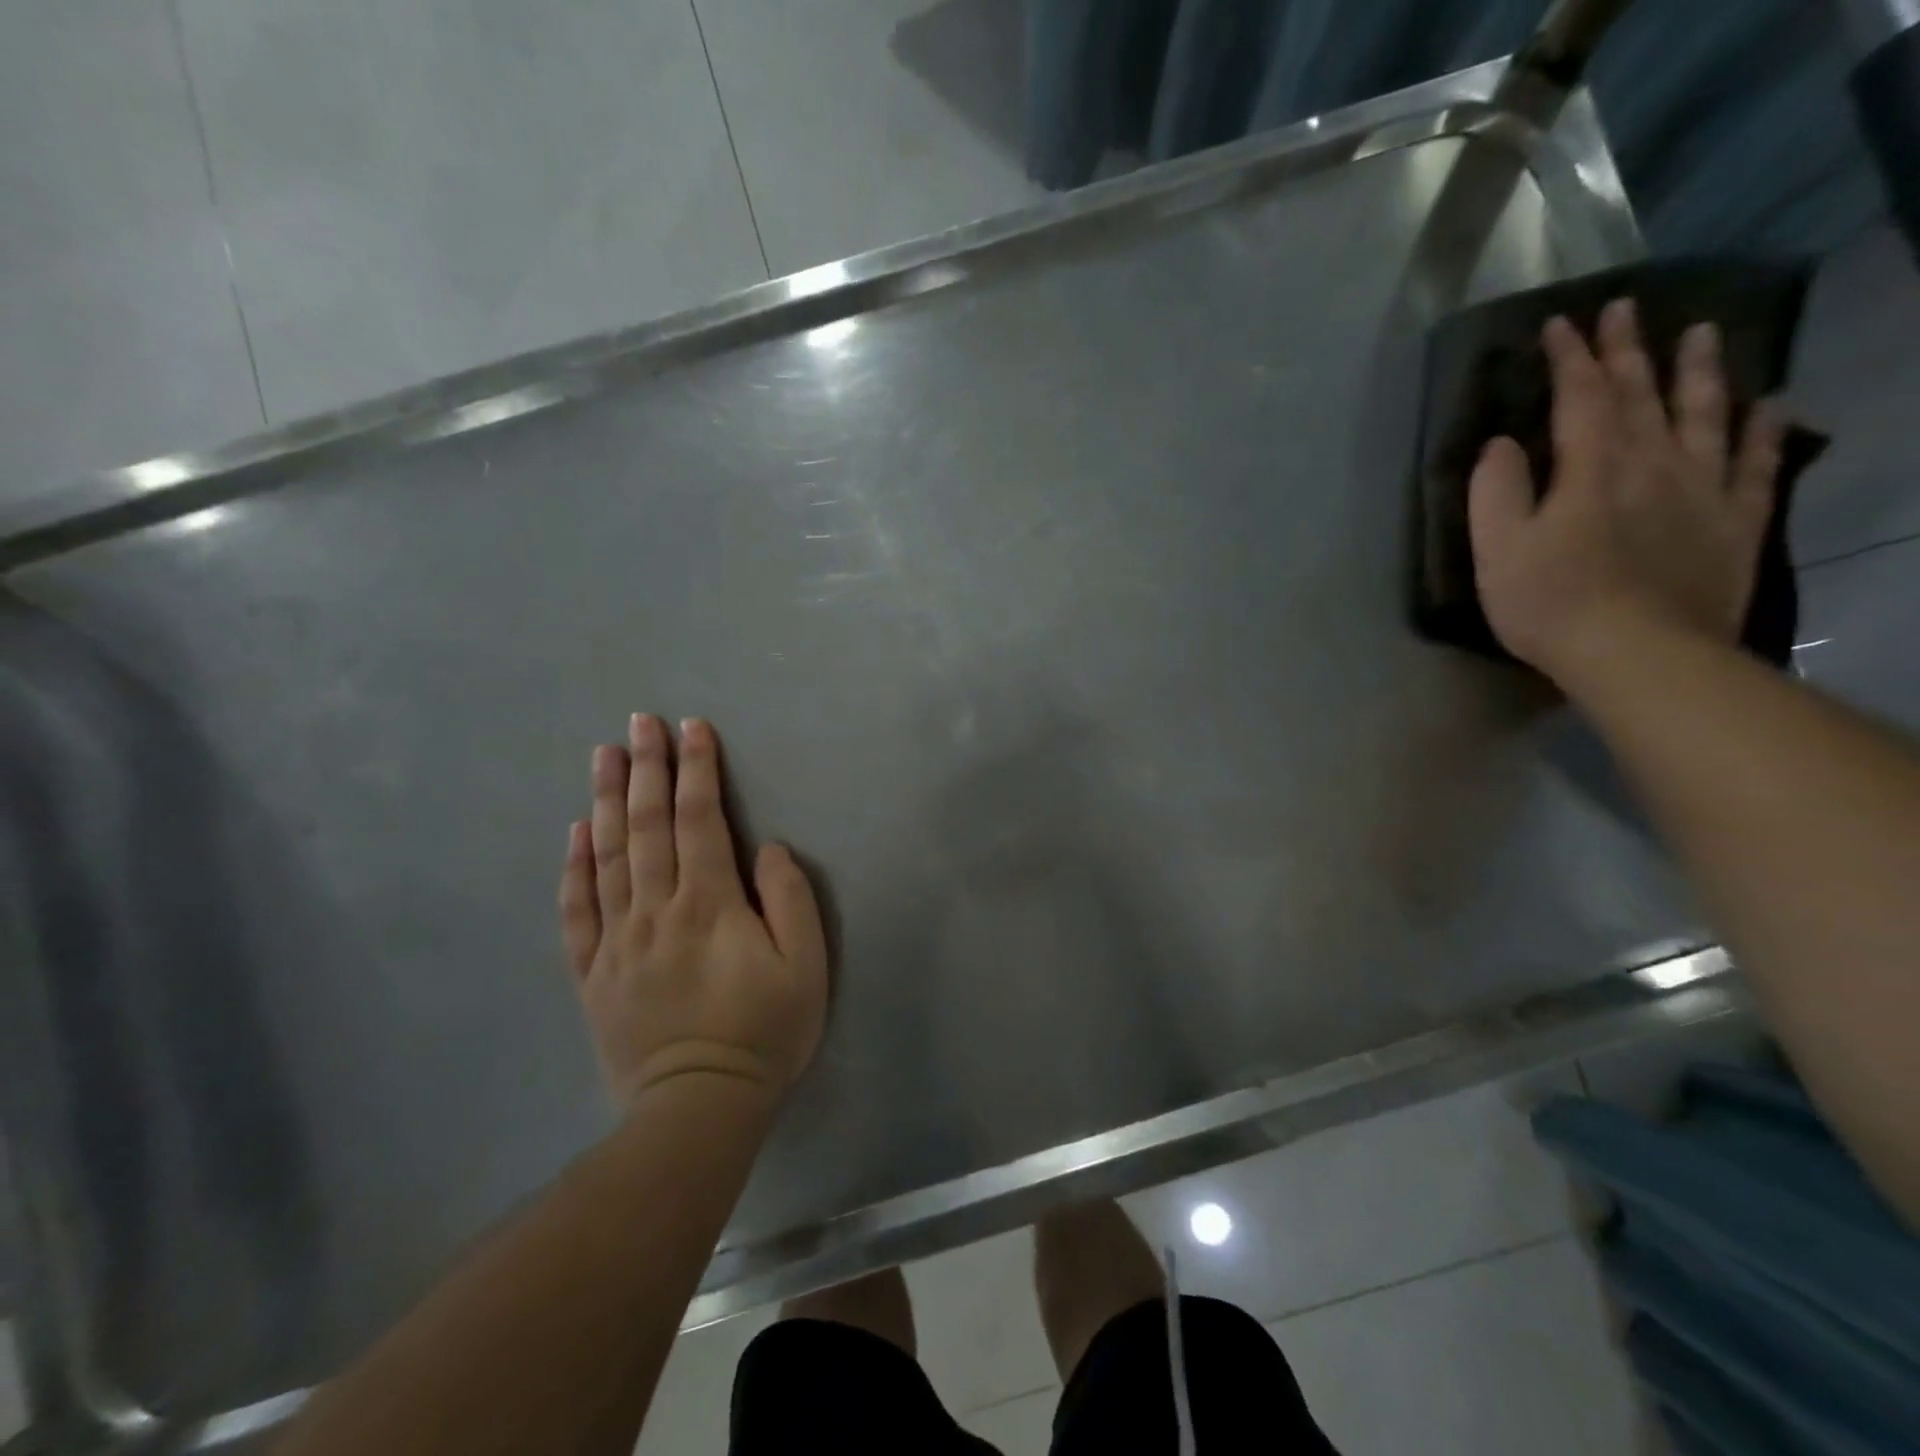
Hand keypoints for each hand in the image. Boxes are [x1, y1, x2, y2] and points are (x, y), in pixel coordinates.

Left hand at [557, 715, 828, 1108]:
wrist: (698, 1108)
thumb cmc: (764, 1032)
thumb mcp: (805, 966)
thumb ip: (789, 900)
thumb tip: (767, 849)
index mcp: (709, 904)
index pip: (701, 820)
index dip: (697, 770)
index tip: (691, 728)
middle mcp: (656, 910)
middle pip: (647, 826)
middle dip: (646, 768)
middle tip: (639, 722)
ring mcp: (617, 940)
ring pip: (607, 856)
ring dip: (604, 801)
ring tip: (603, 755)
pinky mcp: (593, 972)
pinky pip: (577, 910)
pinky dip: (573, 868)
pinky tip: (573, 834)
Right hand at [1468, 298, 1787, 686]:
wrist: (1638, 653)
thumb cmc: (1550, 602)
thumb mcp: (1497, 551)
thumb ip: (1495, 492)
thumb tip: (1501, 445)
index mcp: (1591, 469)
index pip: (1580, 398)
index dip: (1570, 359)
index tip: (1560, 324)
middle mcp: (1652, 464)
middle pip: (1642, 395)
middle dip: (1629, 351)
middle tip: (1626, 309)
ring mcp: (1701, 491)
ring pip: (1705, 415)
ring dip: (1700, 372)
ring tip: (1703, 333)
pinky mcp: (1734, 523)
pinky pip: (1754, 466)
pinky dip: (1762, 431)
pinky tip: (1769, 406)